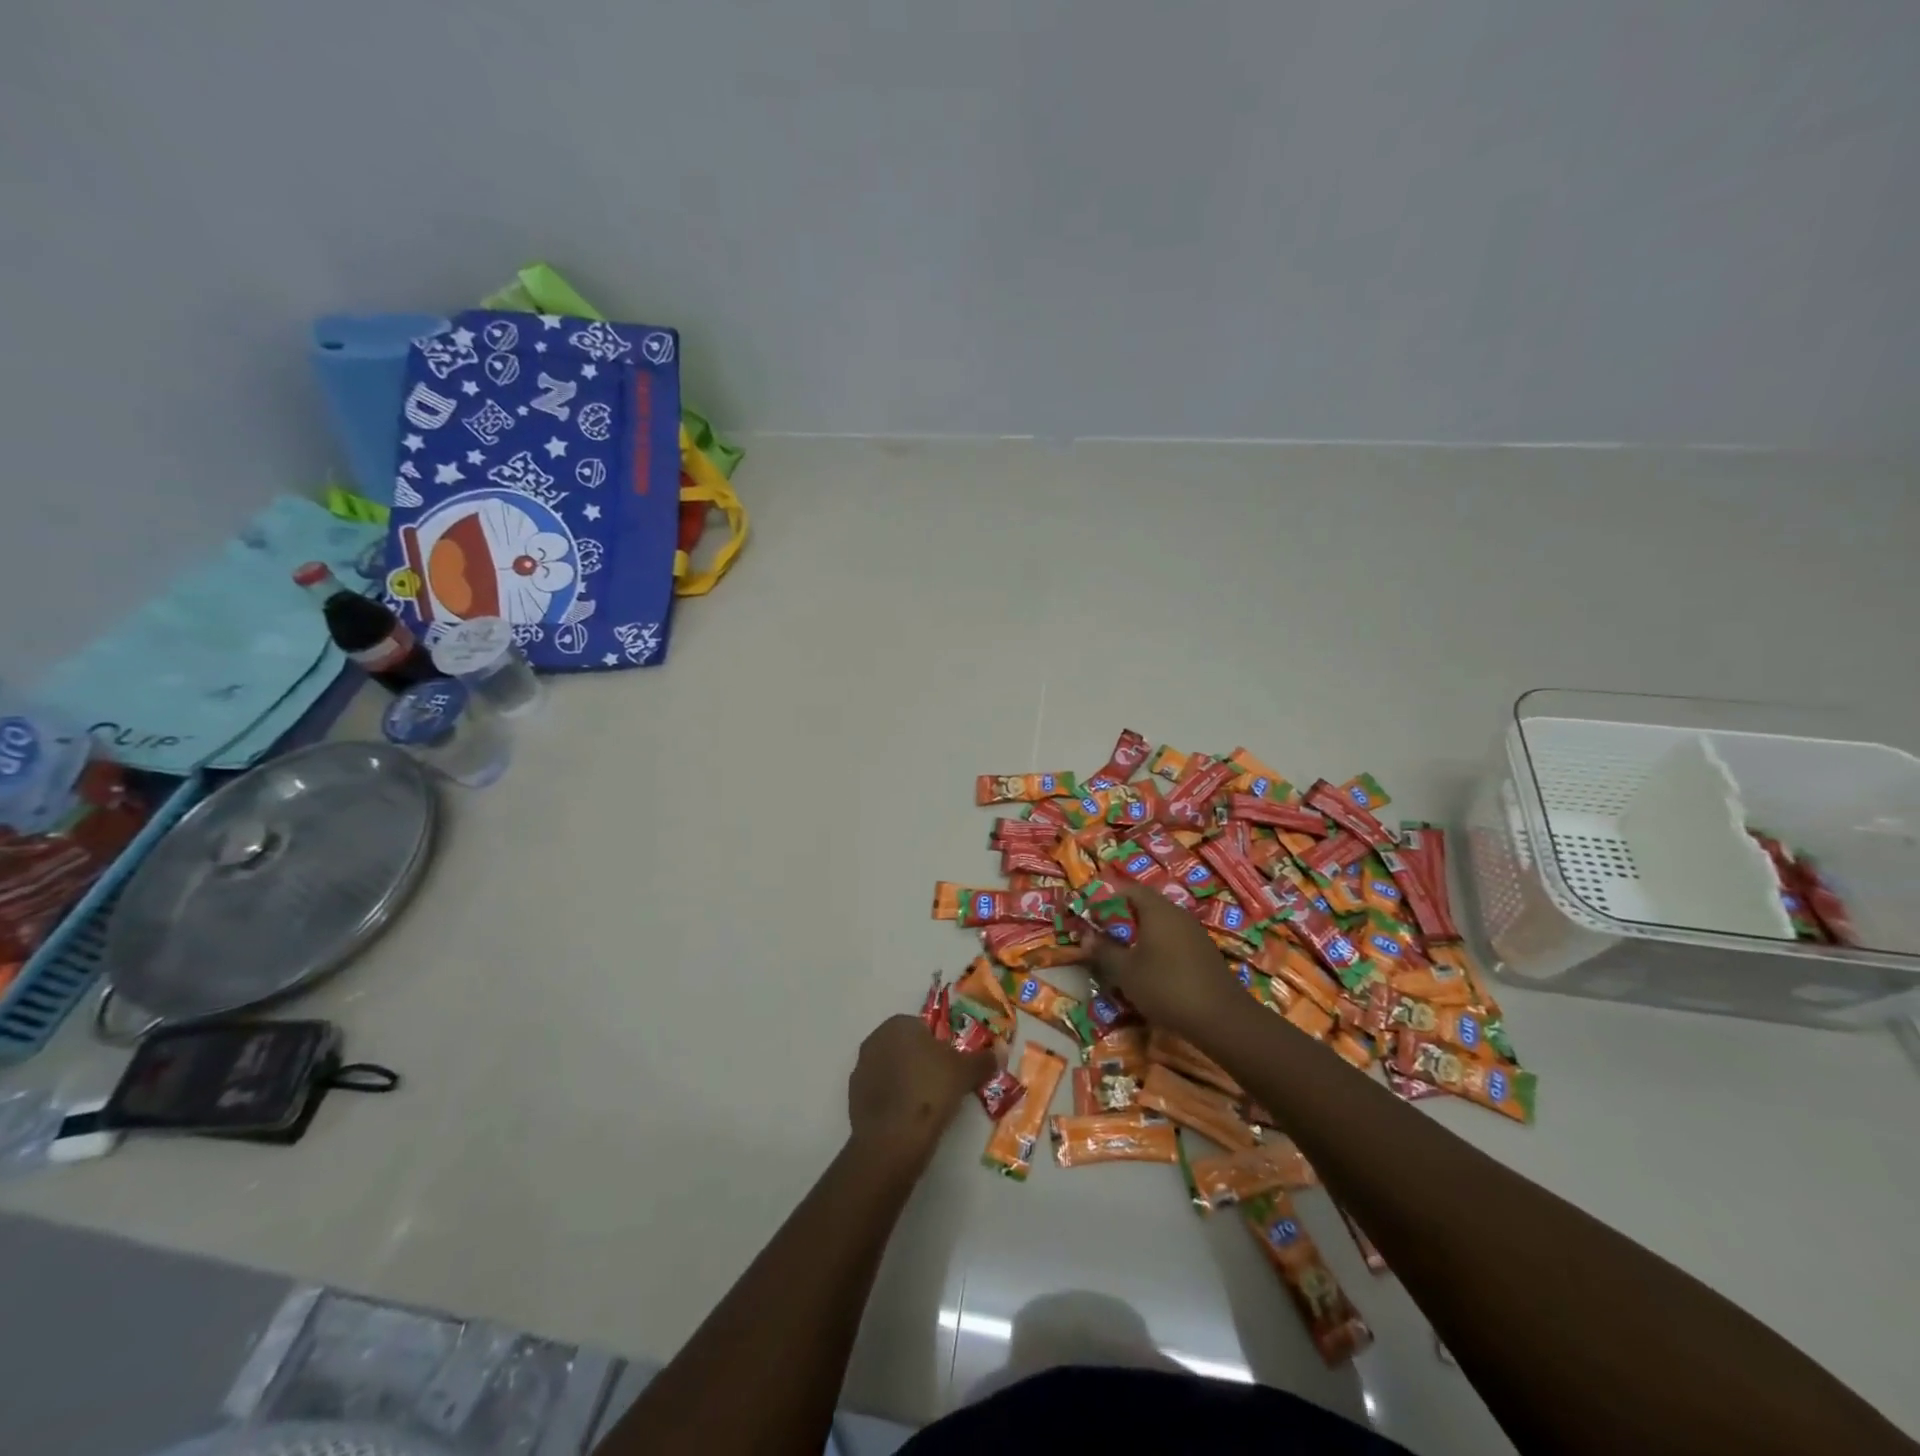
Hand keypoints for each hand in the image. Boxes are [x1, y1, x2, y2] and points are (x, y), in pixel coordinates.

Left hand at [847, 1014, 996, 1163]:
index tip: (951, 1069)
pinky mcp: (853, 1097)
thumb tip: (1000, 1051)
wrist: (893, 1138)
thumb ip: (984, 1059)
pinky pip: (880, 1092)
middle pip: (906, 1047)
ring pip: (892, 1070)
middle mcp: (875, 1039)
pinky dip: (893, 1101)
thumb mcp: (966, 1072)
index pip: (924, 1028)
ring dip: (906, 1081)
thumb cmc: (931, 1090)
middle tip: (941, 1087)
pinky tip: (907, 1119)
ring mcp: (861, 1068)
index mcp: (899, 1024)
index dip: (940, 1047)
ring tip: (924, 1107)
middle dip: (922, 1062)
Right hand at [1088, 885, 1247, 1041]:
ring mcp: (1194, 933)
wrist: (1222, 1019)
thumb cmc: (1166, 987)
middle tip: (1103, 937)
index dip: (1106, 898)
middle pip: (1145, 905)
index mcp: (1157, 909)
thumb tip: (1086, 936)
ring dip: (1139, 935)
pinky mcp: (1204, 952)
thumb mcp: (1126, 971)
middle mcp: (1177, 914)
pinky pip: (1174, 940)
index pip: (1128, 889)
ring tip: (1122, 956)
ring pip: (1160, 924)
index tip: (1090, 915)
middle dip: (1121, 919)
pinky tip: (1150, 970)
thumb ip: (1104, 950)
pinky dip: (1157, 948)